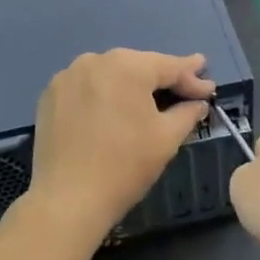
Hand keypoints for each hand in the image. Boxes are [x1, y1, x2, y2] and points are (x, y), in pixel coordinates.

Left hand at [28, 49, 215, 235]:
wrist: (68, 199)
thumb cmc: (125, 165)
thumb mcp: (167, 138)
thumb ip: (187, 112)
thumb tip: (198, 102)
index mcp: (127, 66)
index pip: (169, 66)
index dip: (192, 77)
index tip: (209, 88)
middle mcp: (94, 60)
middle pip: (138, 66)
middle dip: (162, 79)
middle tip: (185, 91)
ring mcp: (67, 76)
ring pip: (110, 75)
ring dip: (131, 86)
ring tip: (149, 101)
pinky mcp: (50, 95)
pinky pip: (87, 88)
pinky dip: (103, 96)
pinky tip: (112, 112)